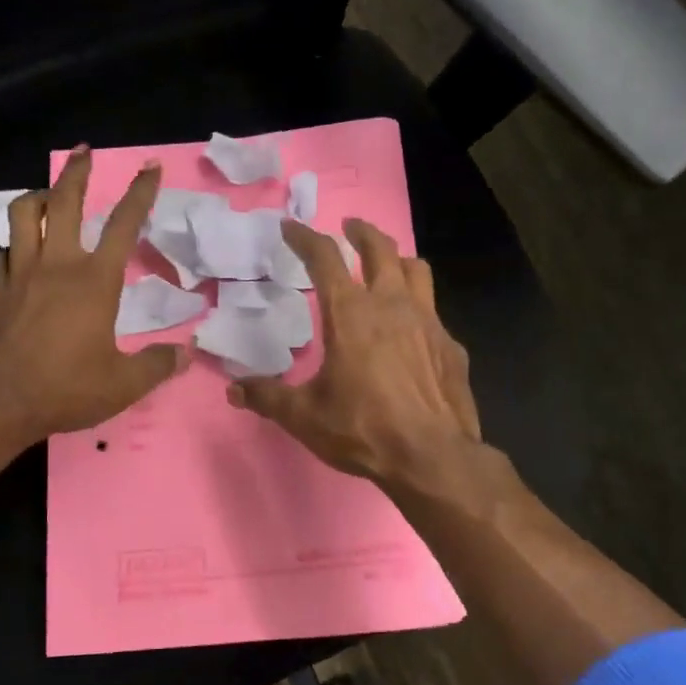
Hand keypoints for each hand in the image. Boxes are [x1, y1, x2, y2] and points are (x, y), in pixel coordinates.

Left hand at [0, 147, 186, 441]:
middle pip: (65, 201)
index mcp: (95, 282)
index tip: (150, 168)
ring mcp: (19, 273)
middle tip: (84, 152)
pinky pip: (4, 250)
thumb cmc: (66, 390)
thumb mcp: (124, 384)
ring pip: (24, 214)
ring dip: (39, 196)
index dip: (141, 193)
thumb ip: (158, 365)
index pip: (124, 225)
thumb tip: (185, 354)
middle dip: (77, 172)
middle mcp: (57, 265)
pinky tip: (21, 250)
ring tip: (49, 195)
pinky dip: (16, 241)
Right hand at [227, 218, 483, 491]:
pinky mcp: (451, 346)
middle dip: (362, 232)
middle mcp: (392, 306)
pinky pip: (434, 312)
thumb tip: (234, 389)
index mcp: (351, 314)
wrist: (431, 456)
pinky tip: (412, 331)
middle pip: (380, 249)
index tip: (291, 227)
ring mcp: (428, 322)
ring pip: (417, 270)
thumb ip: (267, 397)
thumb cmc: (362, 429)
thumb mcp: (304, 416)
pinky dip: (418, 308)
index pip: (324, 258)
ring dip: (398, 259)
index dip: (305, 237)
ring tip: (388, 264)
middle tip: (350, 227)